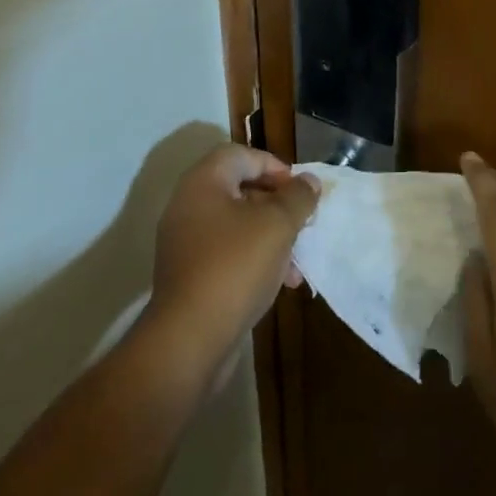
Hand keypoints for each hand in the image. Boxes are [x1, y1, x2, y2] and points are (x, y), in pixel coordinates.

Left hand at [144, 145, 317, 382]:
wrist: (189, 340)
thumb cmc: (235, 267)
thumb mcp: (277, 226)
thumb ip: (297, 197)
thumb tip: (309, 181)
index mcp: (203, 183)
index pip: (242, 155)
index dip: (275, 166)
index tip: (300, 190)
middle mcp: (188, 205)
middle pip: (240, 189)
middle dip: (277, 205)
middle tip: (303, 222)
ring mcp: (185, 242)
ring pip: (237, 225)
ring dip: (271, 237)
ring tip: (297, 262)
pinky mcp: (189, 275)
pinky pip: (227, 253)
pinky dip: (254, 260)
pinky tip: (280, 283)